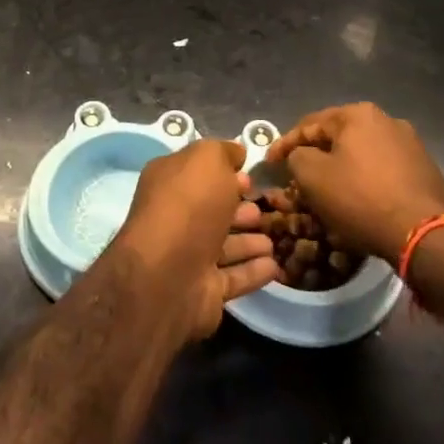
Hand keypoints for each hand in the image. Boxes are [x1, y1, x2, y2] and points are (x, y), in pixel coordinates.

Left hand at [113, 138, 280, 340]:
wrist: (169, 275)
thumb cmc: (189, 206)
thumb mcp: (207, 160)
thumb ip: (223, 152)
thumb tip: (236, 153)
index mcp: (169, 183)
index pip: (199, 173)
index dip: (225, 172)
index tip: (250, 176)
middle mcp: (176, 218)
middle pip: (213, 211)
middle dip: (240, 209)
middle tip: (264, 207)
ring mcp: (188, 257)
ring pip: (225, 245)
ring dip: (250, 241)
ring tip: (274, 238)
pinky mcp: (204, 291)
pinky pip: (234, 277)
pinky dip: (254, 270)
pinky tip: (275, 265)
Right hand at [267, 103, 443, 263]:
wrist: (428, 234)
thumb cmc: (362, 199)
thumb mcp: (313, 177)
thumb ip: (297, 157)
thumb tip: (300, 155)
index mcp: (357, 114)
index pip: (309, 125)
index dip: (284, 144)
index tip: (268, 163)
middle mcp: (386, 120)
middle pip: (337, 137)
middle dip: (315, 156)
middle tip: (296, 176)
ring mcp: (409, 144)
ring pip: (361, 154)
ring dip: (341, 169)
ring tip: (326, 191)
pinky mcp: (424, 169)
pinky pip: (382, 170)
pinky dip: (365, 182)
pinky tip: (357, 201)